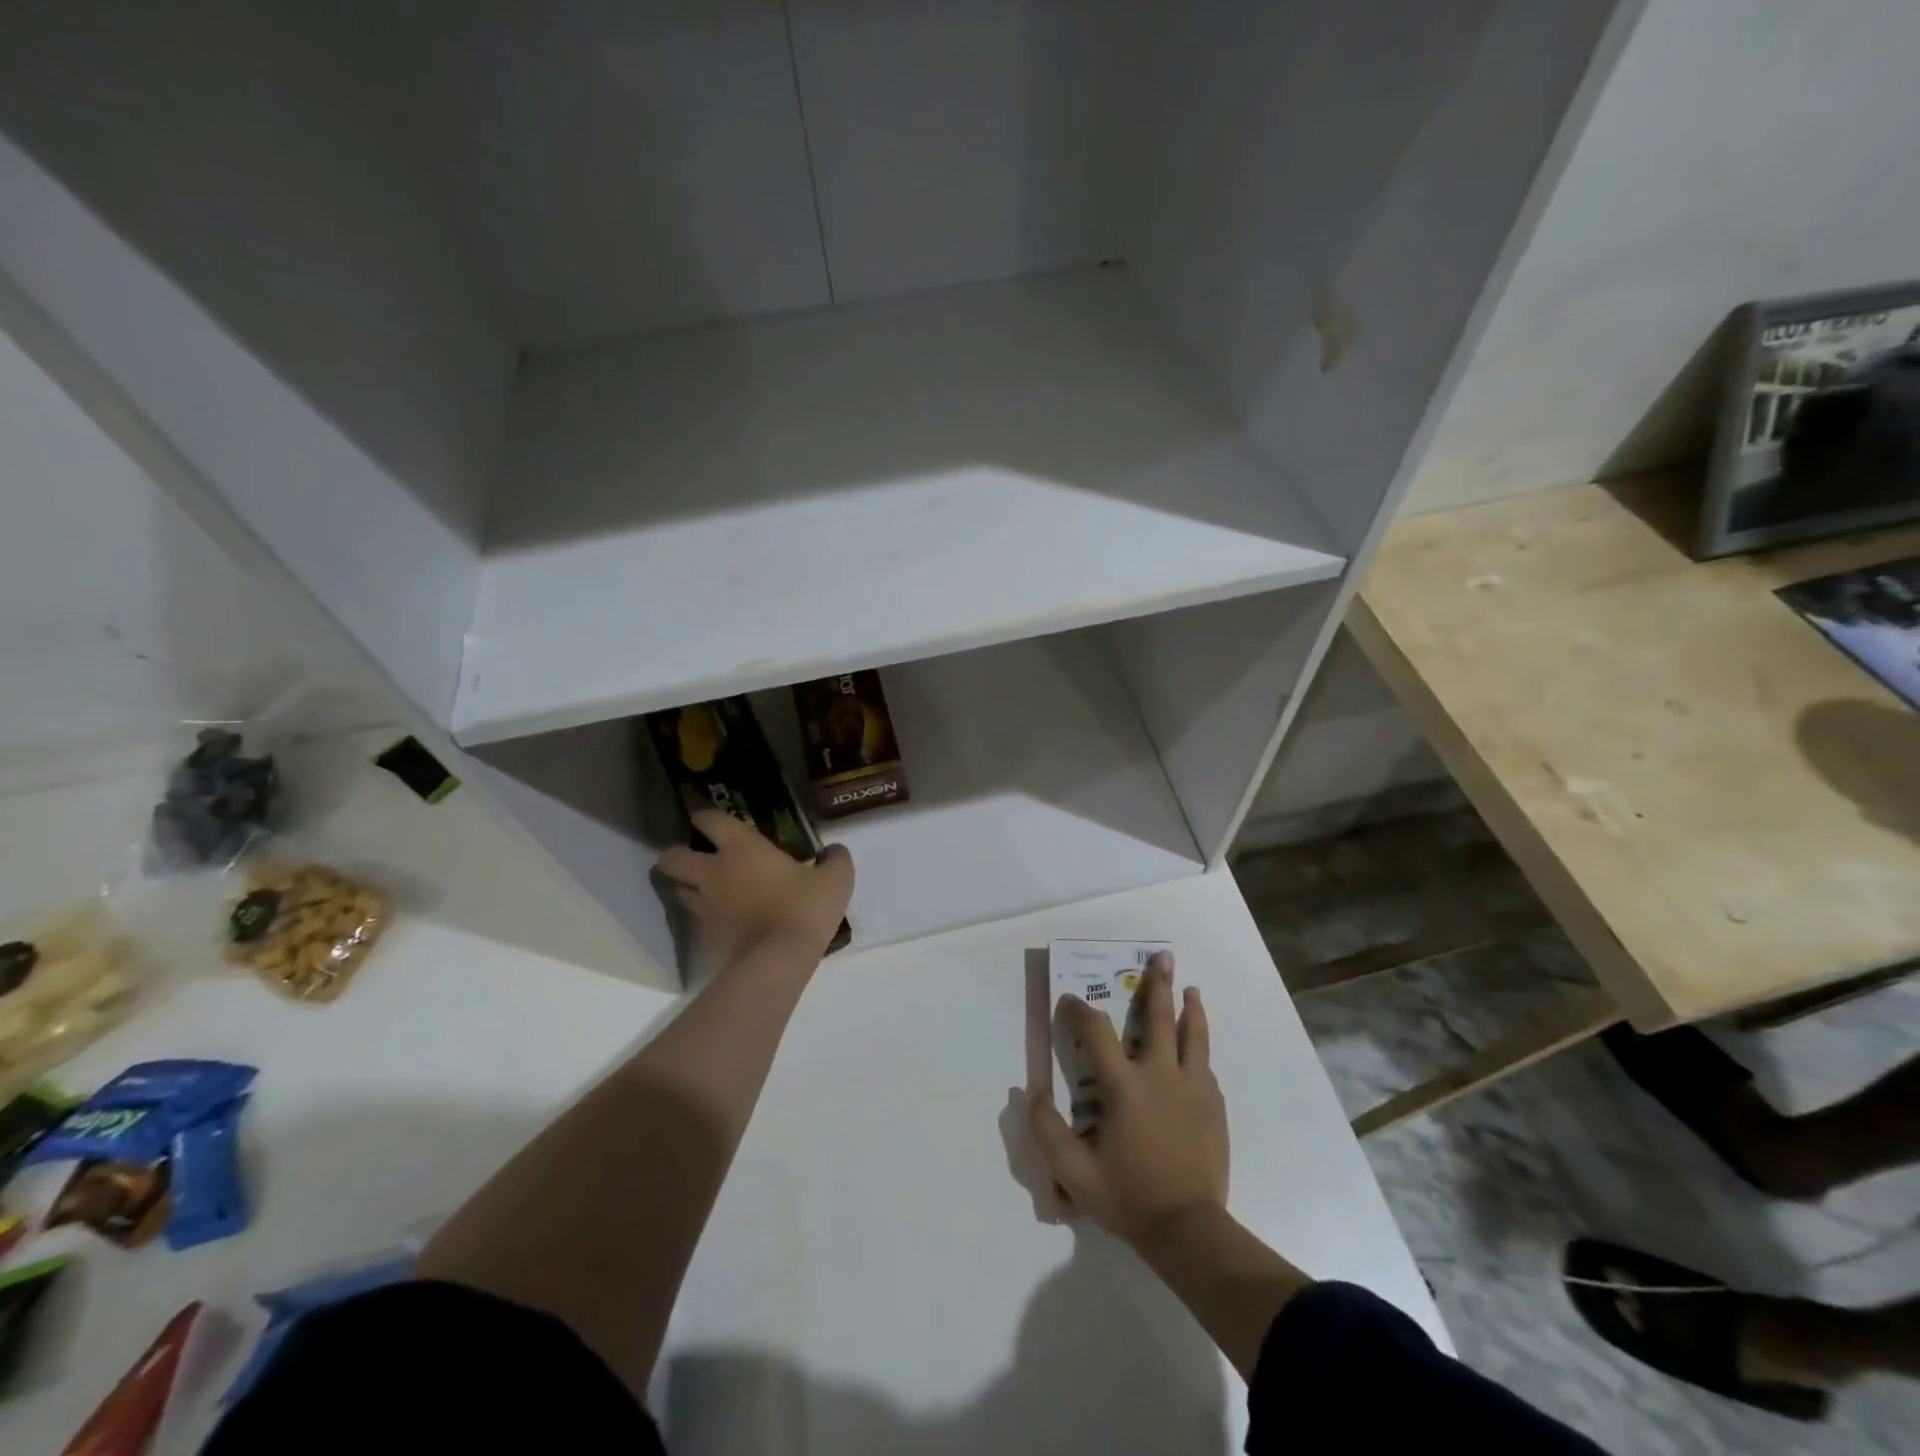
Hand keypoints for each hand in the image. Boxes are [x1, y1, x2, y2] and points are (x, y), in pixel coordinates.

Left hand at [657, 810, 853, 967]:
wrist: (778, 961)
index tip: (701, 814)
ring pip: (677, 889)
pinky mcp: (706, 936)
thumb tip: (834, 851)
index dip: (702, 814)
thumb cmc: (804, 909)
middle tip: (692, 855)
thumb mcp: (835, 880)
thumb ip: (836, 859)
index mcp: (741, 848)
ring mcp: (705, 906)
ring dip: (685, 885)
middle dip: (675, 854)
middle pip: (672, 858)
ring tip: (702, 886)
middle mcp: (714, 873)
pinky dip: (704, 914)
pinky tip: (722, 916)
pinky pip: (697, 918)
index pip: (710, 821)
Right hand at [1029, 954, 1227, 1248]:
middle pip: (1158, 1018)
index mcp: (1124, 1086)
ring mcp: (1192, 1088)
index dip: (1080, 1012)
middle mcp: (1160, 1075)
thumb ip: (1047, 1130)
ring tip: (1192, 990)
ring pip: (1193, 1036)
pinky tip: (1197, 1049)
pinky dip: (1198, 1049)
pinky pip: (1205, 1067)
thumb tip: (1029, 1093)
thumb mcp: (1075, 1172)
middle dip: (1158, 985)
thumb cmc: (1129, 1196)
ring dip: (1190, 1009)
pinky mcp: (1214, 1106)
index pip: (1097, 1032)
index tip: (1069, 1002)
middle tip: (1163, 958)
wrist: (1189, 1230)